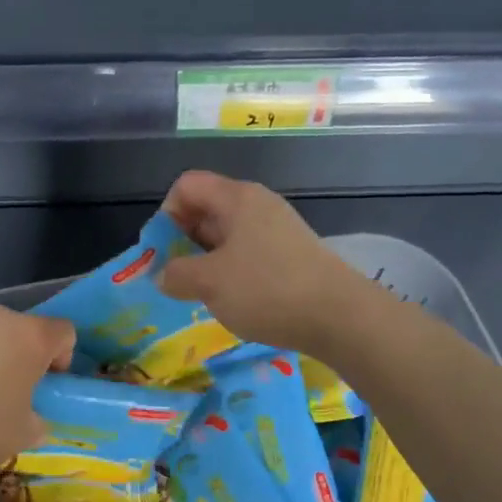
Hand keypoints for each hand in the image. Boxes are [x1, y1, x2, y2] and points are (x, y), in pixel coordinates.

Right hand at [157, 171, 369, 352]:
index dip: (166, 214)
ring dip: (206, 261)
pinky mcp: (290, 255)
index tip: (162, 252)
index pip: (186, 185)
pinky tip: (234, 300)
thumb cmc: (267, 289)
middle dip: (183, 241)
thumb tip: (163, 274)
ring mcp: (277, 230)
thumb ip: (176, 274)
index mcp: (236, 198)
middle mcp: (257, 205)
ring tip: (202, 294)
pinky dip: (232, 272)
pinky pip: (248, 254)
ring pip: (227, 236)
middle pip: (206, 209)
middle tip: (177, 278)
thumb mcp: (209, 282)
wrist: (339, 316)